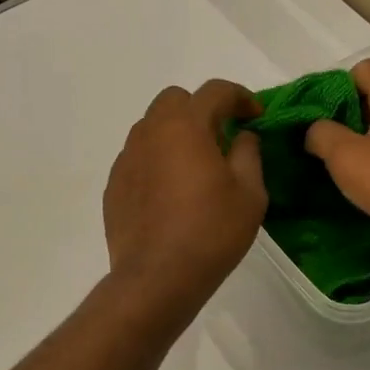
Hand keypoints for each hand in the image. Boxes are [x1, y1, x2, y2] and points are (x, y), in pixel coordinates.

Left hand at [104, 80, 266, 321]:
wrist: (156, 278)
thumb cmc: (211, 233)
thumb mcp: (249, 194)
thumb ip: (249, 154)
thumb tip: (242, 136)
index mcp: (185, 126)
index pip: (215, 91)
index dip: (240, 97)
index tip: (255, 116)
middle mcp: (150, 132)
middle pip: (175, 100)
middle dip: (201, 109)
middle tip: (221, 138)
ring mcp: (126, 158)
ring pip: (152, 127)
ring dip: (175, 134)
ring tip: (194, 167)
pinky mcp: (114, 185)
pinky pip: (138, 158)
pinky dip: (157, 161)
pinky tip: (170, 193)